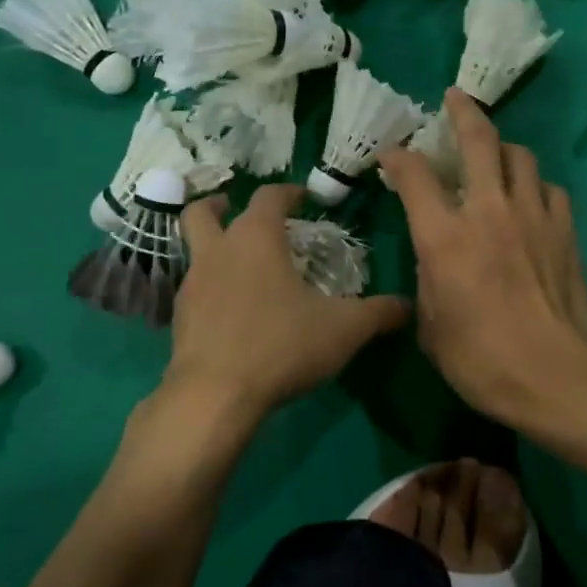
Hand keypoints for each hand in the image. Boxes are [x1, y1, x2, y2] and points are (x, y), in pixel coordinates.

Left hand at [163, 184, 409, 418]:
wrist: (215, 394)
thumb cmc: (282, 345)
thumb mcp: (344, 329)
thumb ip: (378, 313)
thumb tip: (408, 305)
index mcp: (256, 238)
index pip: (269, 196)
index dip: (288, 192)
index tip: (303, 197)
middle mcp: (218, 251)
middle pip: (204, 212)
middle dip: (222, 206)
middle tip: (240, 212)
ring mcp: (192, 285)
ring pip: (194, 250)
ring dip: (213, 247)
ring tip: (240, 264)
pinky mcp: (179, 318)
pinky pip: (193, 289)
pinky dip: (210, 288)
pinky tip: (231, 310)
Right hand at [378, 91, 586, 426]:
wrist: (554, 376)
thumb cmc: (480, 360)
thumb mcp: (432, 326)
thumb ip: (427, 280)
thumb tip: (434, 258)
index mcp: (444, 237)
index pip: (414, 177)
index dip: (398, 159)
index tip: (391, 156)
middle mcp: (488, 212)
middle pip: (478, 141)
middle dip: (462, 113)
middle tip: (454, 99)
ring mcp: (532, 216)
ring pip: (520, 156)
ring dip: (503, 148)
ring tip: (495, 155)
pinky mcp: (565, 230)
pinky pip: (549, 189)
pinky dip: (534, 186)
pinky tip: (529, 200)